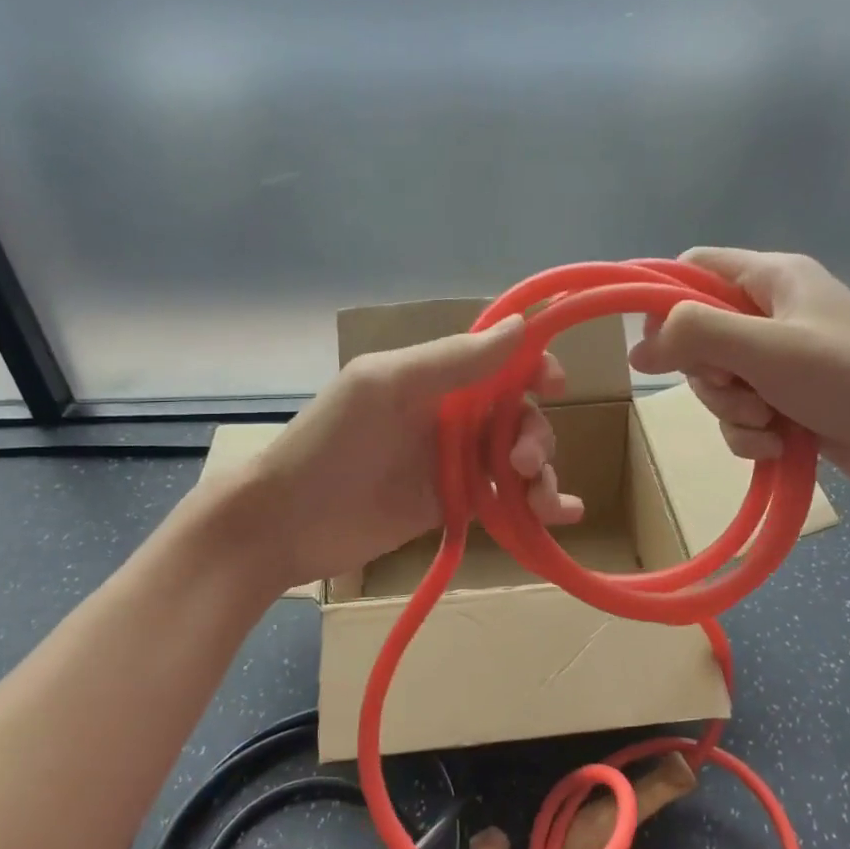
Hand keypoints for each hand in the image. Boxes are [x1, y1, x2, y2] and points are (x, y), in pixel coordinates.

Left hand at [232, 316, 582, 589]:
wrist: (286, 523)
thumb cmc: (330, 444)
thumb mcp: (386, 387)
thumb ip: (453, 360)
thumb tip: (522, 325)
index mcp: (434, 377)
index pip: (499, 362)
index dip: (534, 367)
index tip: (556, 384)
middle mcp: (450, 415)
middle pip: (518, 415)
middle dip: (534, 435)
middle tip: (521, 463)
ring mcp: (453, 463)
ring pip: (518, 459)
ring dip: (543, 474)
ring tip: (542, 503)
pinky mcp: (454, 506)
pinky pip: (506, 499)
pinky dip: (538, 507)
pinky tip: (563, 516)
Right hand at [630, 248, 849, 497]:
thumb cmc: (848, 376)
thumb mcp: (765, 348)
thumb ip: (695, 336)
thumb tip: (637, 350)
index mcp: (771, 279)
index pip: (695, 268)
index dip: (666, 301)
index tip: (659, 344)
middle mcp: (772, 314)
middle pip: (699, 336)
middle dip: (709, 375)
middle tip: (737, 387)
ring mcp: (780, 361)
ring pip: (718, 383)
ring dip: (731, 410)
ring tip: (769, 421)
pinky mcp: (788, 401)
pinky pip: (741, 415)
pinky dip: (752, 434)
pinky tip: (780, 444)